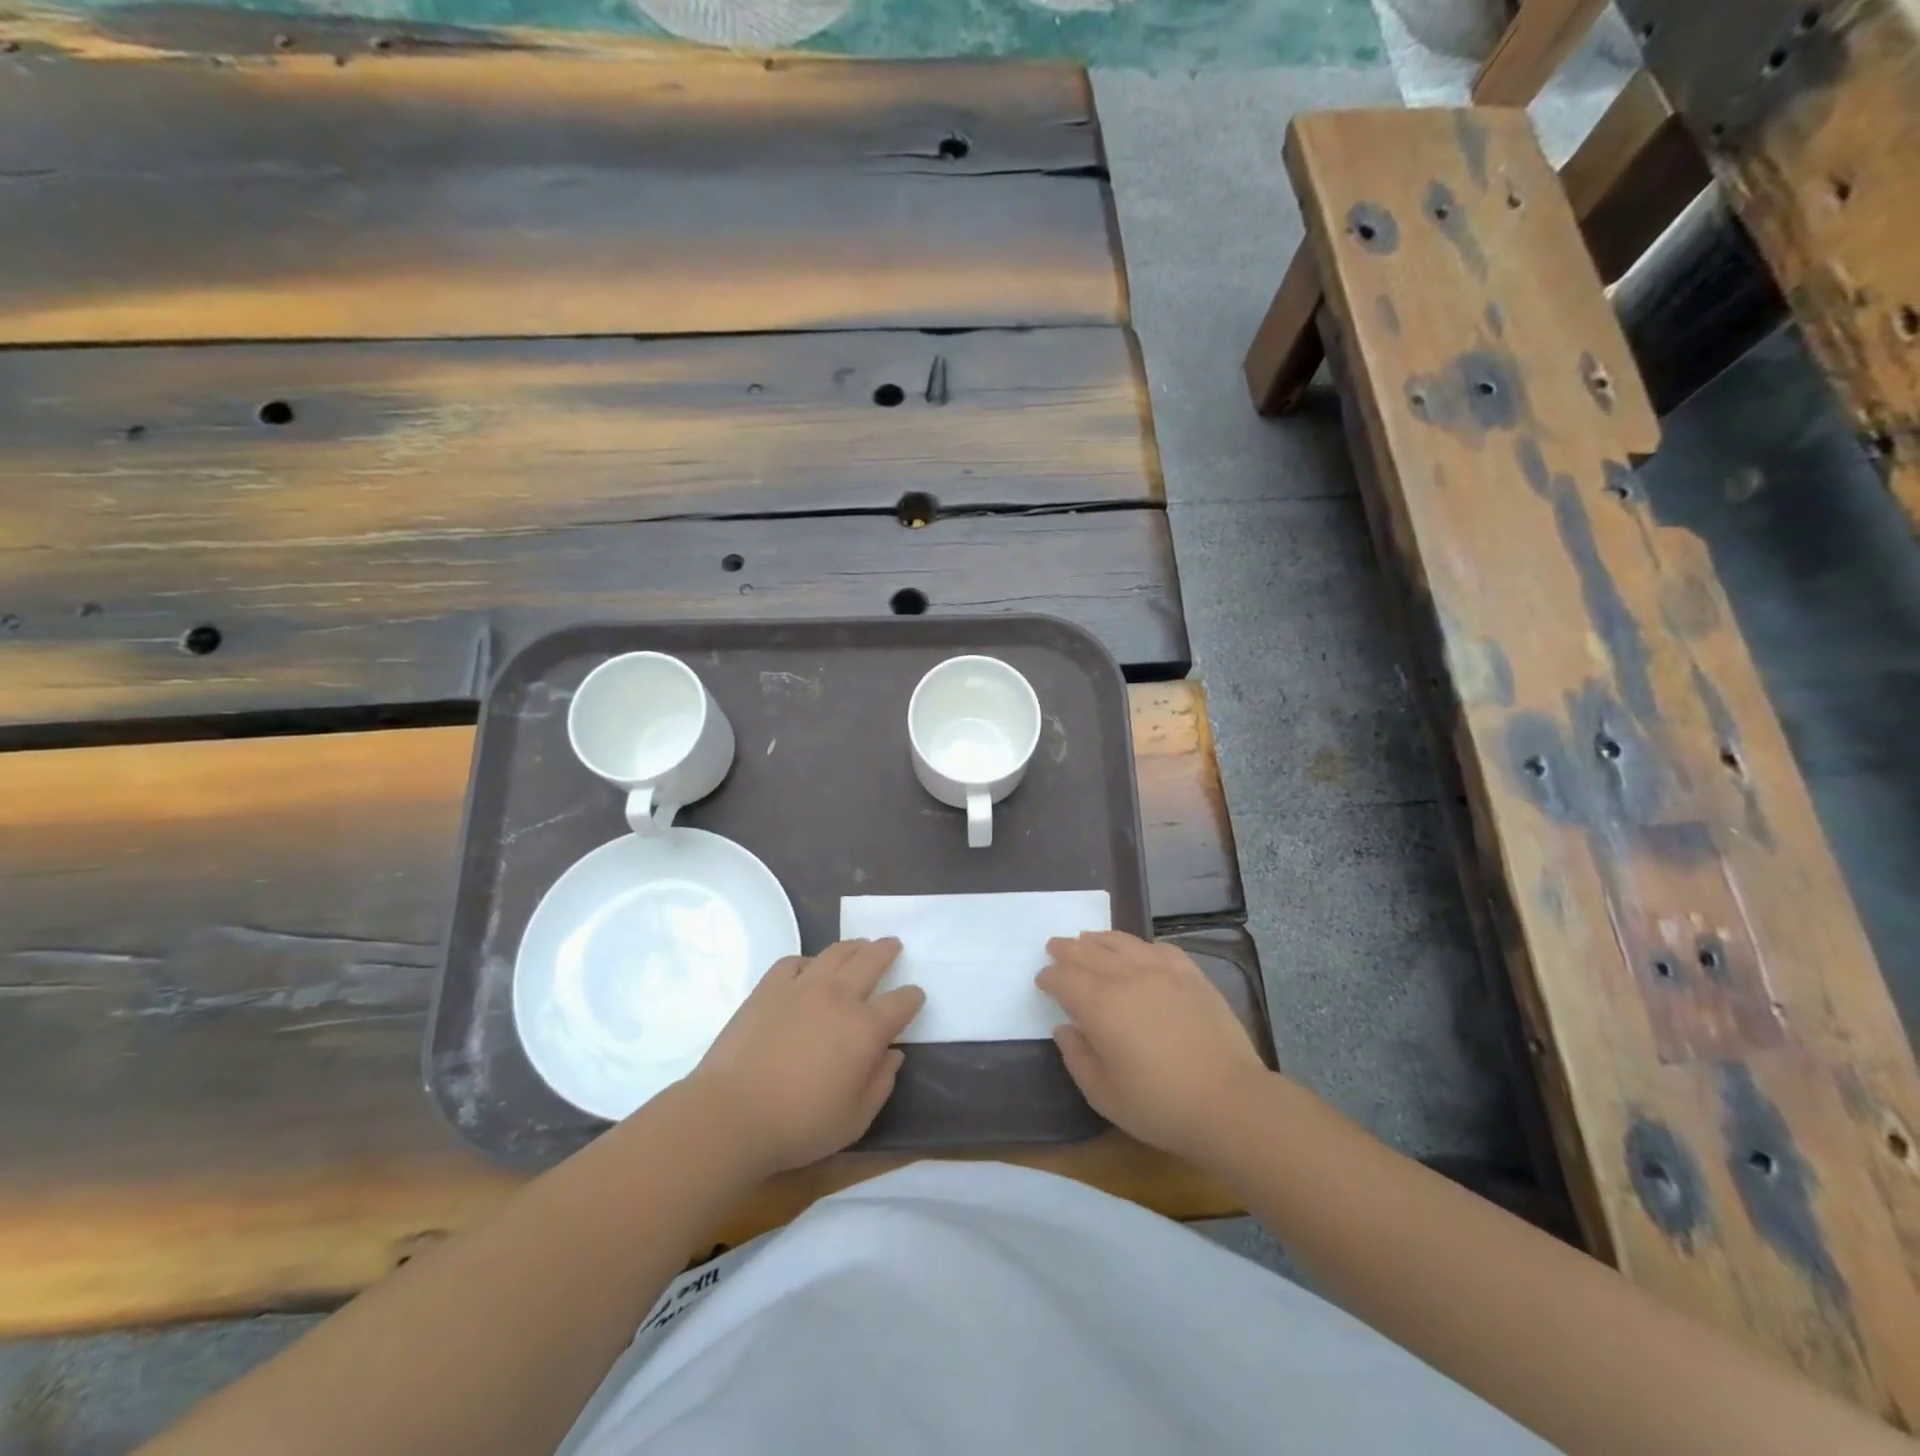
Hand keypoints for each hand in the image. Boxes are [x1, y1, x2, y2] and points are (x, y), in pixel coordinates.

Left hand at [685, 939, 924, 1175]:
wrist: (732, 1113)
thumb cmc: (800, 1124)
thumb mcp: (856, 1119)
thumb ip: (881, 1083)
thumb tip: (892, 1054)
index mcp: (866, 1028)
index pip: (901, 1002)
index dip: (912, 997)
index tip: (915, 996)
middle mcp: (839, 996)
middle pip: (871, 960)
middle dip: (886, 950)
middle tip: (892, 944)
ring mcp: (803, 986)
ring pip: (836, 952)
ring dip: (854, 946)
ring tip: (859, 945)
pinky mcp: (769, 987)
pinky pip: (795, 961)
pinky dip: (808, 961)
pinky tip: (808, 969)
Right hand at [1037, 931, 1268, 1160]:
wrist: (1229, 1101)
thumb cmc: (1159, 1104)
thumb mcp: (1103, 1094)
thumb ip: (1077, 1057)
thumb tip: (1065, 1029)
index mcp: (1099, 1003)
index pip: (1064, 978)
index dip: (1049, 977)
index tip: (1042, 980)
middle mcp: (1127, 976)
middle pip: (1088, 952)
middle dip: (1067, 949)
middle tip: (1055, 947)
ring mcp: (1162, 971)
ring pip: (1122, 942)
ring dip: (1099, 940)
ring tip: (1088, 939)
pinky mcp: (1191, 976)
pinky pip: (1158, 949)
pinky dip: (1140, 946)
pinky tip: (1139, 951)